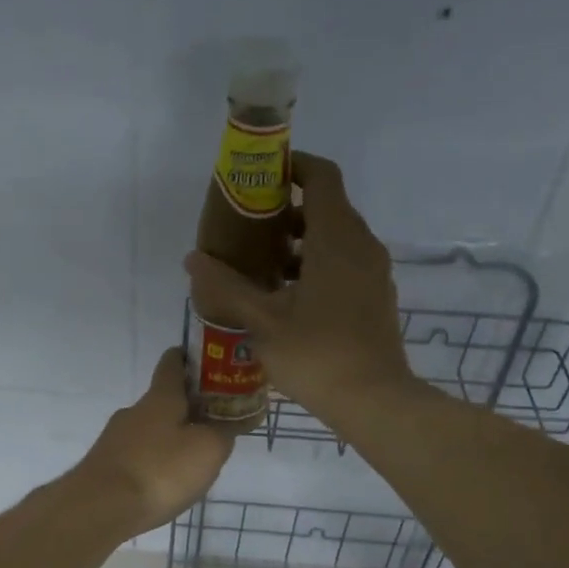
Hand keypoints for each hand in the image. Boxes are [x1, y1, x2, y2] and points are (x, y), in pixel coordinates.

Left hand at [70, 348, 232, 537]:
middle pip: (164, 400)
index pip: (173, 363)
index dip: (191, 358)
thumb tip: (230, 422)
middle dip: (189, 408)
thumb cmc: (160, 471)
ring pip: (150, 430)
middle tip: (216, 423)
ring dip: (172, 438)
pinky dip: (155, 462)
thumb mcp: (208, 450)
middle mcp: (134, 412)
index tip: (212, 364)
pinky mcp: (105, 466)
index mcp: (160, 398)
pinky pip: (138, 456)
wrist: (99, 508)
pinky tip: (165, 482)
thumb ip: (224, 432)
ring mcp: (115, 439)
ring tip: (194, 460)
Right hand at [184, 151, 415, 424]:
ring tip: (262, 266)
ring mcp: (373, 273)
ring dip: (301, 243)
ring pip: (336, 239)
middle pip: (327, 207)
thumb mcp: (263, 322)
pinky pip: (345, 264)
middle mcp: (361, 245)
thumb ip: (227, 287)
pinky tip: (288, 297)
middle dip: (288, 211)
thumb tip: (193, 260)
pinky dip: (317, 265)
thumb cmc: (317, 354)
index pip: (321, 177)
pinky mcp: (376, 297)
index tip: (262, 176)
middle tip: (249, 228)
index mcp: (336, 239)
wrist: (374, 400)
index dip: (293, 166)